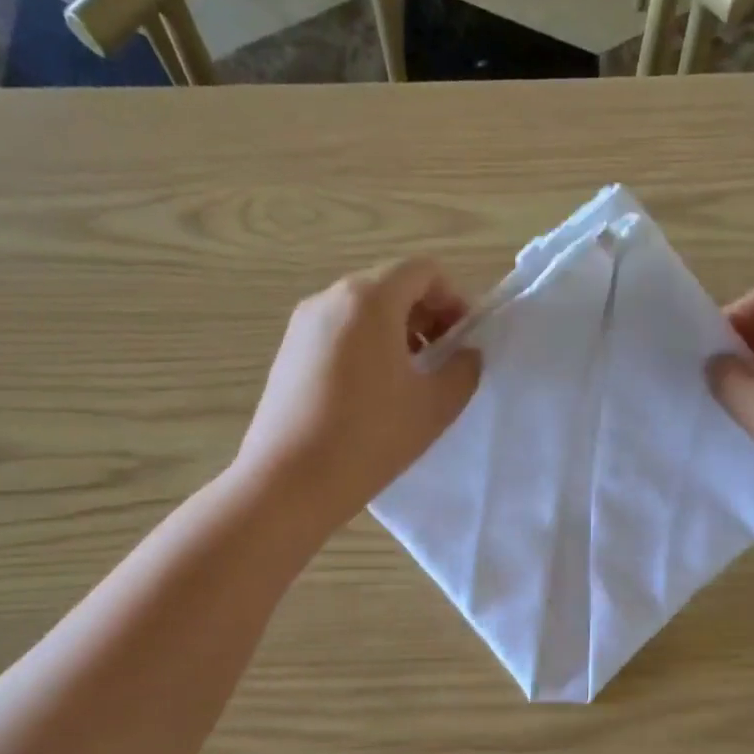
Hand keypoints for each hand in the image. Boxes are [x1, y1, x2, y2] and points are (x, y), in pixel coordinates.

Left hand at [236, 258, 479, 533]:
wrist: (290, 481)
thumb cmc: (370, 438)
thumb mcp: (435, 406)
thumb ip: (463, 370)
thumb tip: (465, 354)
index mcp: (369, 299)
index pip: (423, 271)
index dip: (454, 299)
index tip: (464, 340)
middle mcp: (330, 299)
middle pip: (390, 286)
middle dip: (426, 316)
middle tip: (443, 362)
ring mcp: (302, 325)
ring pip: (362, 311)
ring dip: (397, 333)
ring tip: (410, 382)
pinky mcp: (288, 353)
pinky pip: (338, 334)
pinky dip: (366, 347)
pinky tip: (373, 395)